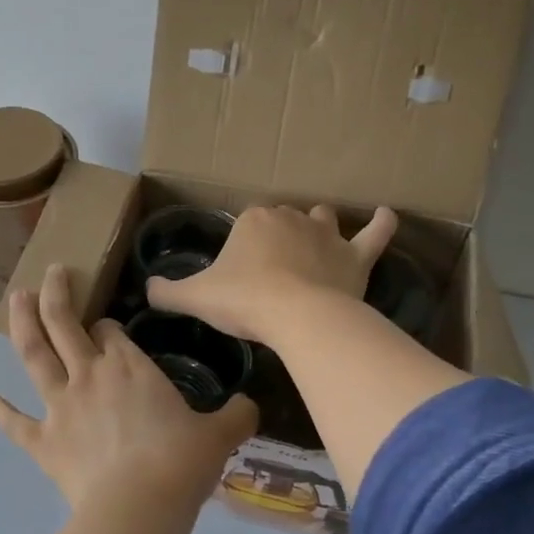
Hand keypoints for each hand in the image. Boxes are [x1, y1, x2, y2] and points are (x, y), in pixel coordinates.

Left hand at [0, 264, 257, 521]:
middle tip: (51, 272)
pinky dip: (0, 411)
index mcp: (129, 366)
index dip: (106, 325)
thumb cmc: (180, 462)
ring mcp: (60, 406)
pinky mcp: (42, 441)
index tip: (107, 327)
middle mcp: (89, 375)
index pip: (110, 331)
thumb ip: (236, 416)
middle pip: (64, 323)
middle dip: (56, 294)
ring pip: (33, 355)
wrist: (138, 507)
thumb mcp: (219, 436)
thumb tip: (252, 407)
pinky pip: (16, 423)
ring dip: (23, 324)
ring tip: (16, 299)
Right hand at [146, 204, 397, 342]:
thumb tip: (147, 290)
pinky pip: (375, 234)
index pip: (246, 224)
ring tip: (314, 246)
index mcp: (253, 220)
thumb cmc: (244, 301)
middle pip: (283, 220)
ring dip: (319, 228)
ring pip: (323, 219)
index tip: (240, 273)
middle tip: (270, 271)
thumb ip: (168, 292)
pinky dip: (382, 225)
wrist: (296, 317)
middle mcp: (291, 217)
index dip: (243, 247)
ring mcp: (327, 234)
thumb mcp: (195, 297)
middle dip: (278, 237)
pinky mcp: (356, 256)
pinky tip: (386, 215)